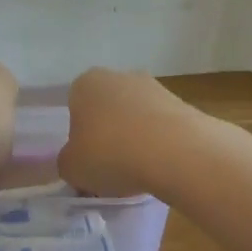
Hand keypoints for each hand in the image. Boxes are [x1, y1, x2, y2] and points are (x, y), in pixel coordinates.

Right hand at [57, 68, 197, 198]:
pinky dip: (159, 146)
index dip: (78, 136)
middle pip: (107, 110)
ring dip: (135, 140)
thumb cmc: (111, 154)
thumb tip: (76, 161)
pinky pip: (162, 128)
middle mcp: (120, 76)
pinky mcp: (183, 105)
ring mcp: (155, 87)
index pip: (75, 107)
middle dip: (108, 135)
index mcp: (86, 84)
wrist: (177, 153)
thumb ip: (67, 162)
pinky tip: (161, 169)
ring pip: (136, 118)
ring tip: (138, 174)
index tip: (86, 160)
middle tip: (109, 168)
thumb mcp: (71, 168)